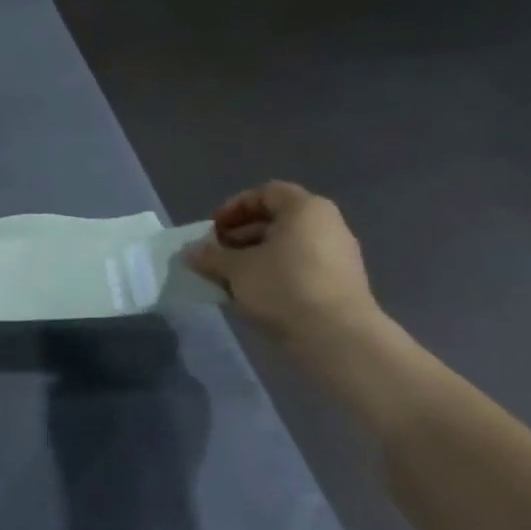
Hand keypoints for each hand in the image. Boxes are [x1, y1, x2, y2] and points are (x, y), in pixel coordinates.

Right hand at [187, 181, 380, 343]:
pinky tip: (253, 295)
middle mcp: (326, 225)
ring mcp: (337, 256)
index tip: (213, 229)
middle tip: (217, 254)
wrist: (336, 336)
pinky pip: (299, 268)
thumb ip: (211, 256)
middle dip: (241, 235)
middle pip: (277, 220)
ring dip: (254, 257)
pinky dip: (274, 274)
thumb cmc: (283, 286)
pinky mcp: (339, 284)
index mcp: (305, 209)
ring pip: (287, 247)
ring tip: (229, 278)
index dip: (235, 207)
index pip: (266, 193)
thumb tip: (191, 253)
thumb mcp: (236, 269)